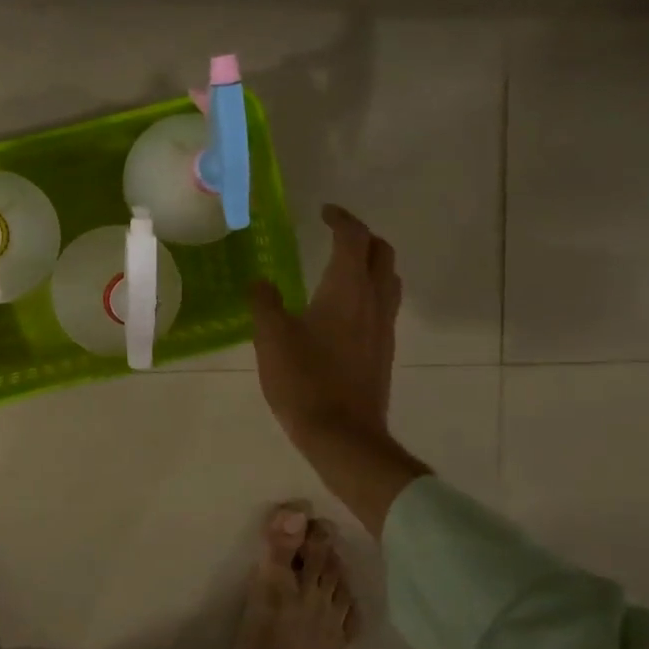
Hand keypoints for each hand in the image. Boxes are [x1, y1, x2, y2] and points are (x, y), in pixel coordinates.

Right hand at [251, 204, 427, 534]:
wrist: (343, 435)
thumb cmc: (304, 381)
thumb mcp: (271, 338)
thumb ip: (264, 303)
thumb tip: (260, 282)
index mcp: (347, 289)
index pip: (353, 238)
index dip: (340, 219)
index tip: (323, 212)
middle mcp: (373, 301)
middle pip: (382, 253)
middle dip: (362, 236)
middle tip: (335, 235)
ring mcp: (383, 327)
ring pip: (388, 279)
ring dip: (371, 263)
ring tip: (342, 266)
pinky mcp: (383, 351)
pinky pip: (384, 305)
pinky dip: (369, 290)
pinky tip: (343, 309)